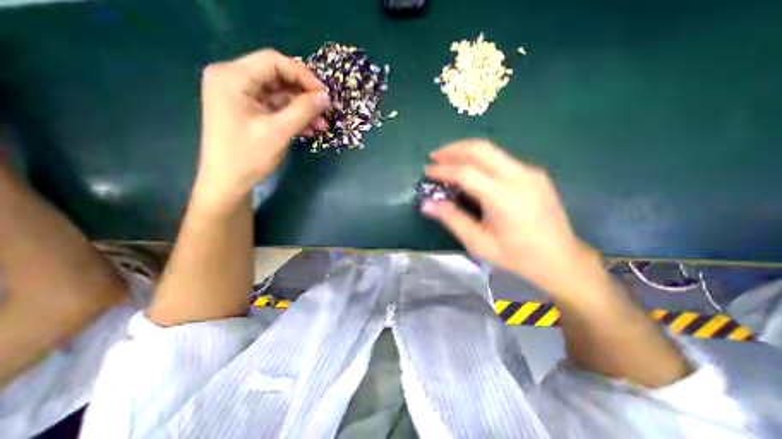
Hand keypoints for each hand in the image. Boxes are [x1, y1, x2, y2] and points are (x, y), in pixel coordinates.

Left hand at [196, 47, 331, 211]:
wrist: (227, 183)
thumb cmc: (248, 157)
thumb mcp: (278, 132)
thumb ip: (303, 111)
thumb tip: (326, 97)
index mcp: (231, 77)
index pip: (273, 62)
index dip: (302, 75)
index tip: (324, 94)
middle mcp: (233, 80)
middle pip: (277, 77)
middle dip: (304, 94)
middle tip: (325, 110)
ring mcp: (240, 97)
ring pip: (279, 94)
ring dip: (302, 108)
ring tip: (321, 124)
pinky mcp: (248, 111)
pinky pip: (275, 107)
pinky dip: (293, 116)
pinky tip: (309, 128)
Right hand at [425, 139, 599, 292]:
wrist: (560, 259)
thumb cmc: (516, 256)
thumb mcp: (478, 242)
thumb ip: (451, 219)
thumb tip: (426, 204)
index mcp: (504, 197)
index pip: (466, 172)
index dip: (443, 169)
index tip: (427, 171)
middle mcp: (519, 176)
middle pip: (480, 149)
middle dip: (453, 149)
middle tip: (434, 156)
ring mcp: (530, 172)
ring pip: (492, 150)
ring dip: (466, 150)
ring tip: (447, 158)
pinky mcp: (534, 173)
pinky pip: (501, 158)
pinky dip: (480, 159)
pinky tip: (470, 169)